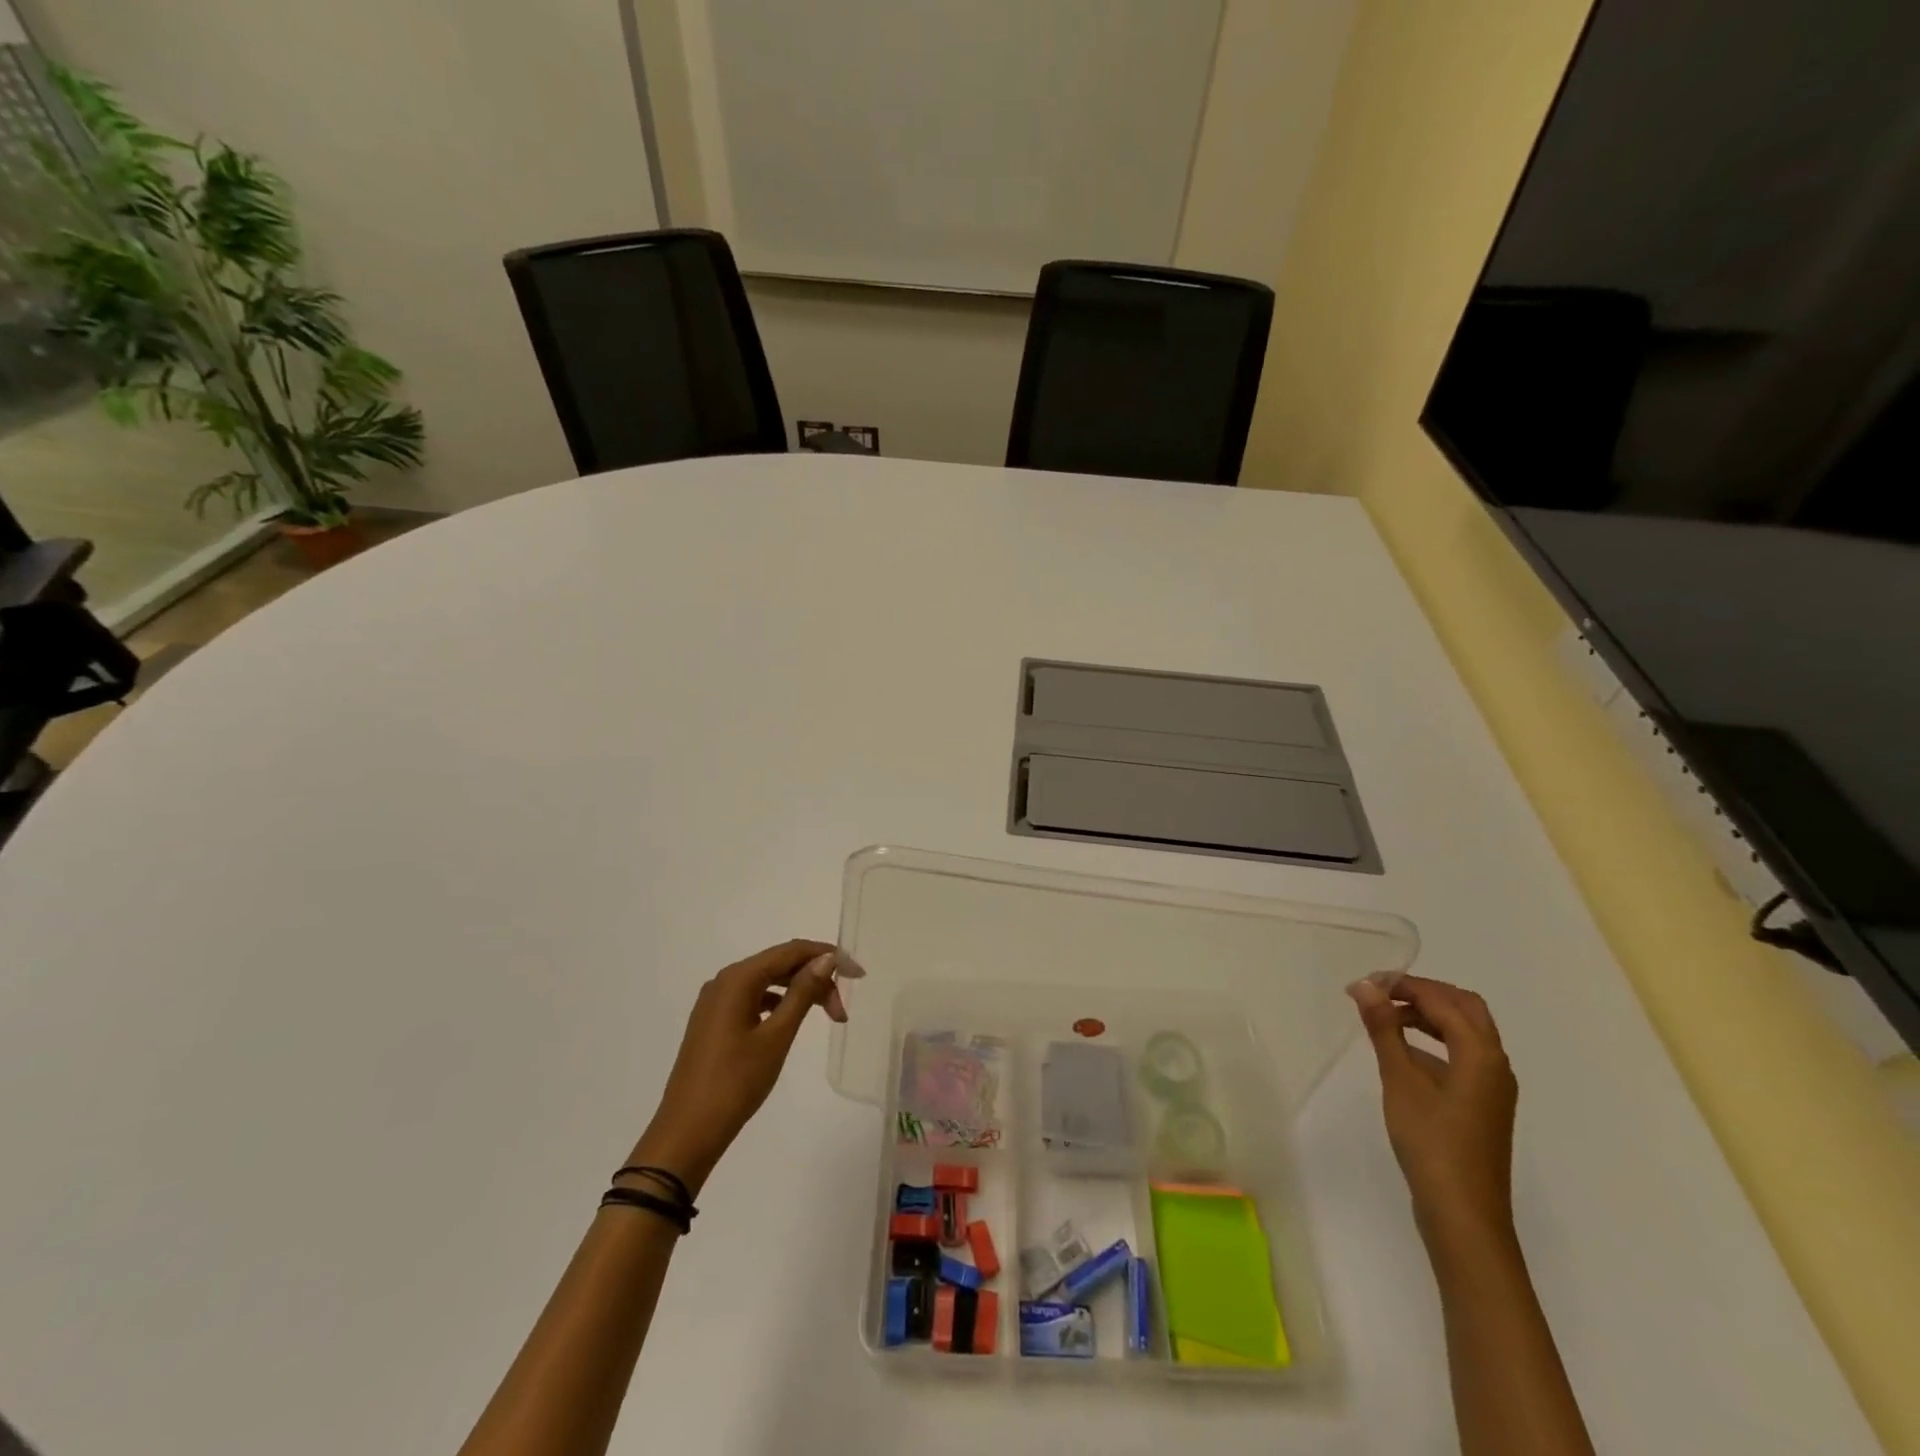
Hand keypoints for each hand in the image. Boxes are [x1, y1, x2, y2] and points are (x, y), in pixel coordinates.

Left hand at [628, 939, 849, 1195]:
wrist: (687, 1133)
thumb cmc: (735, 1083)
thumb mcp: (776, 1037)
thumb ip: (802, 993)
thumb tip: (827, 959)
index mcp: (738, 978)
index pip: (791, 951)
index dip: (827, 956)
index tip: (857, 974)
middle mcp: (724, 981)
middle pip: (779, 964)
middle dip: (815, 978)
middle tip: (841, 1010)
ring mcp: (716, 1001)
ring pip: (768, 981)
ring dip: (799, 991)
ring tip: (826, 1015)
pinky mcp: (714, 1021)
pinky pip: (753, 997)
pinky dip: (778, 1003)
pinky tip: (791, 1019)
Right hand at [1349, 974, 1517, 1246]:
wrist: (1463, 1213)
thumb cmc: (1431, 1142)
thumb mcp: (1400, 1080)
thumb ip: (1384, 1029)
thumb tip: (1365, 986)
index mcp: (1481, 1053)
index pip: (1442, 1000)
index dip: (1403, 984)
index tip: (1364, 984)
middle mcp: (1495, 1064)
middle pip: (1464, 1008)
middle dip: (1423, 993)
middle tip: (1381, 993)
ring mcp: (1493, 1087)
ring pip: (1466, 1031)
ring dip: (1429, 1015)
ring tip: (1385, 1017)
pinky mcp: (1483, 1104)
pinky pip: (1463, 1054)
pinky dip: (1435, 1040)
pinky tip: (1404, 1052)